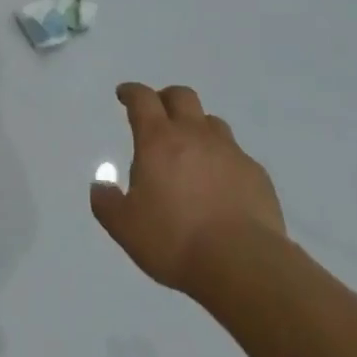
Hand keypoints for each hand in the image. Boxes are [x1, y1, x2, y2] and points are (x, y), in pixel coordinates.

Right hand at [91, 82, 285, 295]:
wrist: (243, 264)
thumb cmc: (175, 240)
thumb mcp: (126, 228)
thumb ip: (107, 203)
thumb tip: (100, 186)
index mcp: (158, 140)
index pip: (143, 99)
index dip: (132, 92)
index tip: (125, 94)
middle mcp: (194, 135)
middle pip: (181, 96)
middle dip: (166, 98)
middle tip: (159, 114)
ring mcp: (229, 151)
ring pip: (211, 122)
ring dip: (197, 127)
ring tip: (191, 150)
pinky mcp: (256, 173)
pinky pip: (236, 154)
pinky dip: (223, 160)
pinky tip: (221, 184)